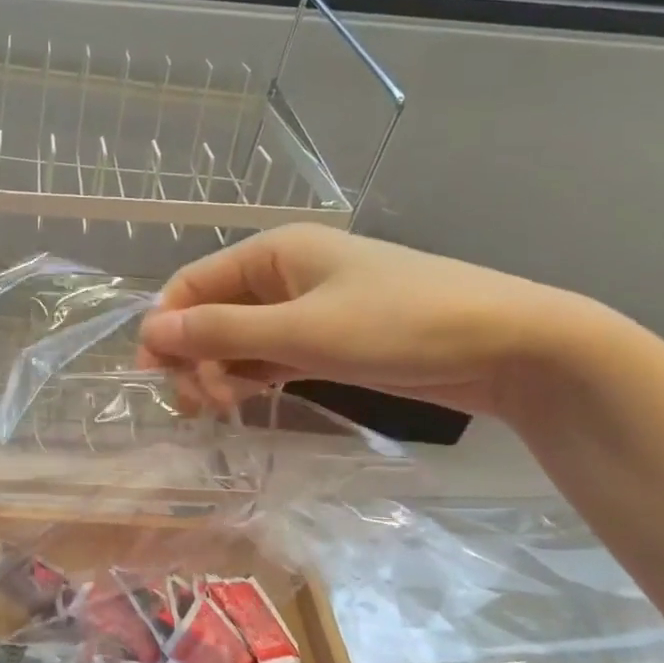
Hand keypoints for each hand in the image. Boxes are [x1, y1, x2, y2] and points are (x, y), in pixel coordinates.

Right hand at [138, 225, 599, 417]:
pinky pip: (270, 354)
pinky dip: (251, 377)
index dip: (165, 325)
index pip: (192, 283)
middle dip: (193, 354)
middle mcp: (285, 273)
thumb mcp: (301, 330)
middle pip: (213, 311)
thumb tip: (149, 331)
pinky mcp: (330, 339)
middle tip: (194, 405)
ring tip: (217, 411)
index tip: (152, 376)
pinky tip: (242, 403)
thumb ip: (220, 331)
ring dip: (219, 370)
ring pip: (240, 337)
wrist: (514, 347)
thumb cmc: (400, 325)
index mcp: (274, 251)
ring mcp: (309, 307)